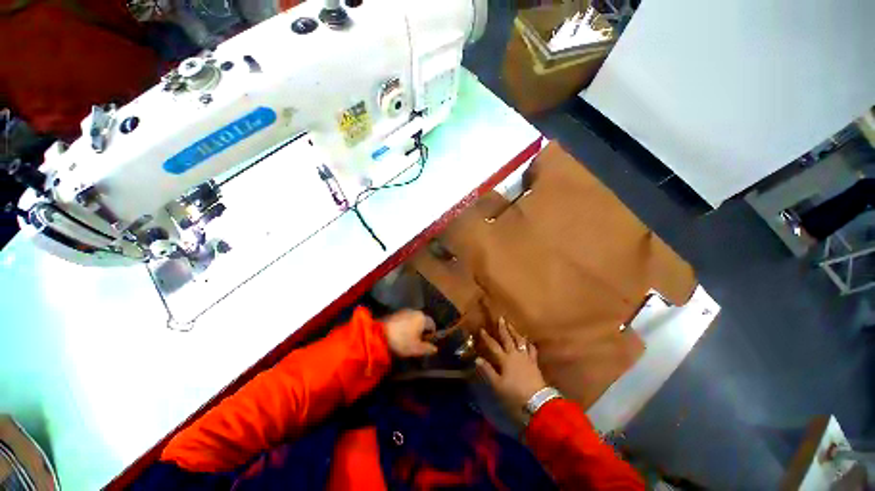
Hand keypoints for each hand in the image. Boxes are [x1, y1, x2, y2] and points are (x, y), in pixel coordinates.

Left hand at [383, 310, 438, 357]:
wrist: (379, 335)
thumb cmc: (402, 341)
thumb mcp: (416, 349)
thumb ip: (427, 348)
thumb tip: (435, 348)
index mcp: (423, 318)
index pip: (432, 325)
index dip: (431, 335)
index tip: (426, 343)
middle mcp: (415, 311)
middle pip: (423, 321)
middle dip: (422, 330)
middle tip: (417, 342)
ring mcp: (404, 311)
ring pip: (413, 320)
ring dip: (413, 327)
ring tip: (408, 339)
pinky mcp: (395, 313)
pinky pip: (405, 319)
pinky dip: (405, 326)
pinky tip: (400, 334)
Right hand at [476, 317, 546, 421]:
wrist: (537, 402)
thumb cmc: (514, 394)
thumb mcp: (497, 385)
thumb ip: (488, 371)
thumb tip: (477, 358)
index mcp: (505, 359)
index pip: (493, 345)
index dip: (487, 337)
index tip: (482, 329)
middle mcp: (515, 355)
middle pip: (508, 339)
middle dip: (503, 328)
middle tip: (501, 318)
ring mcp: (526, 358)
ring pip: (520, 341)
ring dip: (515, 332)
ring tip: (512, 326)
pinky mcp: (534, 363)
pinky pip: (531, 349)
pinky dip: (528, 343)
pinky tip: (527, 341)